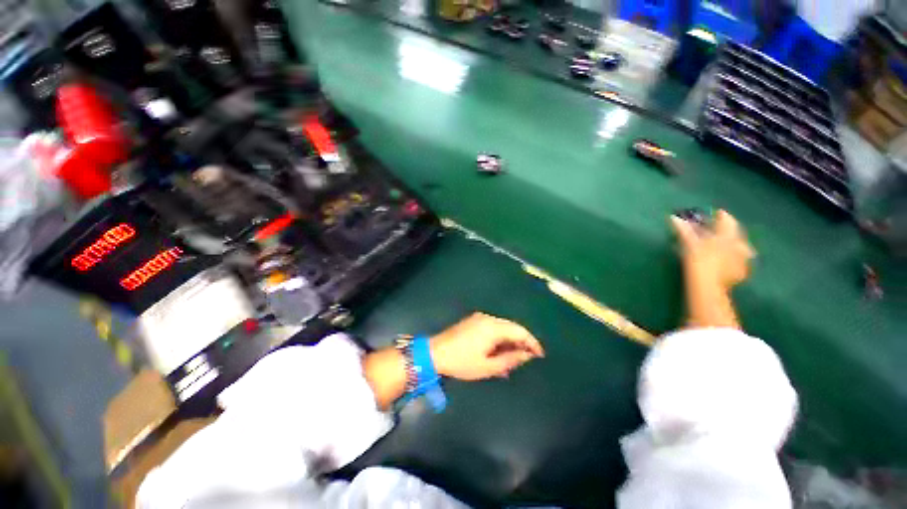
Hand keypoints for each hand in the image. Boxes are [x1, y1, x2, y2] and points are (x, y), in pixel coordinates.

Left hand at [430, 312, 544, 379]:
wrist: (435, 353)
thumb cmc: (462, 362)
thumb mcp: (488, 366)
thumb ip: (510, 360)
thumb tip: (527, 355)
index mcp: (493, 327)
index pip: (519, 331)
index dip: (532, 342)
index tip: (540, 355)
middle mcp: (488, 318)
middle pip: (512, 327)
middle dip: (521, 342)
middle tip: (526, 359)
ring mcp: (479, 318)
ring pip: (502, 327)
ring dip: (509, 341)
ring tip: (511, 360)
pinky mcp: (473, 321)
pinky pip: (492, 328)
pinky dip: (499, 338)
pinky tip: (498, 352)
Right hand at [671, 210, 755, 288]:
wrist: (708, 286)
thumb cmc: (698, 261)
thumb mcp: (690, 244)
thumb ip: (684, 230)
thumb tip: (673, 217)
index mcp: (728, 235)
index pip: (727, 220)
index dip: (721, 216)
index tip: (716, 213)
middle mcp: (740, 245)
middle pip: (736, 233)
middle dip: (728, 231)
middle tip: (719, 230)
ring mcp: (743, 259)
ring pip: (741, 247)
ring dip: (733, 244)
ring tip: (725, 246)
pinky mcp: (741, 272)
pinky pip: (740, 260)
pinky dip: (733, 258)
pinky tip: (727, 261)